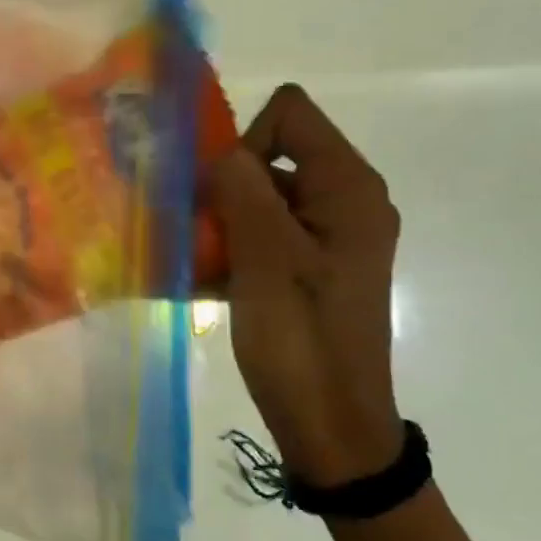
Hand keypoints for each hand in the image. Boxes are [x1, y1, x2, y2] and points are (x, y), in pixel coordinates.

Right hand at [208, 84, 401, 485]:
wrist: (331, 424)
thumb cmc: (302, 339)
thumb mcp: (266, 259)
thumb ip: (242, 191)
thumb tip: (218, 149)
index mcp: (347, 188)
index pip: (290, 115)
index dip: (246, 143)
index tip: (222, 197)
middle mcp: (343, 201)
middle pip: (271, 156)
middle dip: (224, 188)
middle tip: (198, 234)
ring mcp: (326, 237)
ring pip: (258, 198)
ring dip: (220, 222)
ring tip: (193, 261)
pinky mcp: (308, 267)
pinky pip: (261, 235)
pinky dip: (229, 249)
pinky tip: (202, 281)